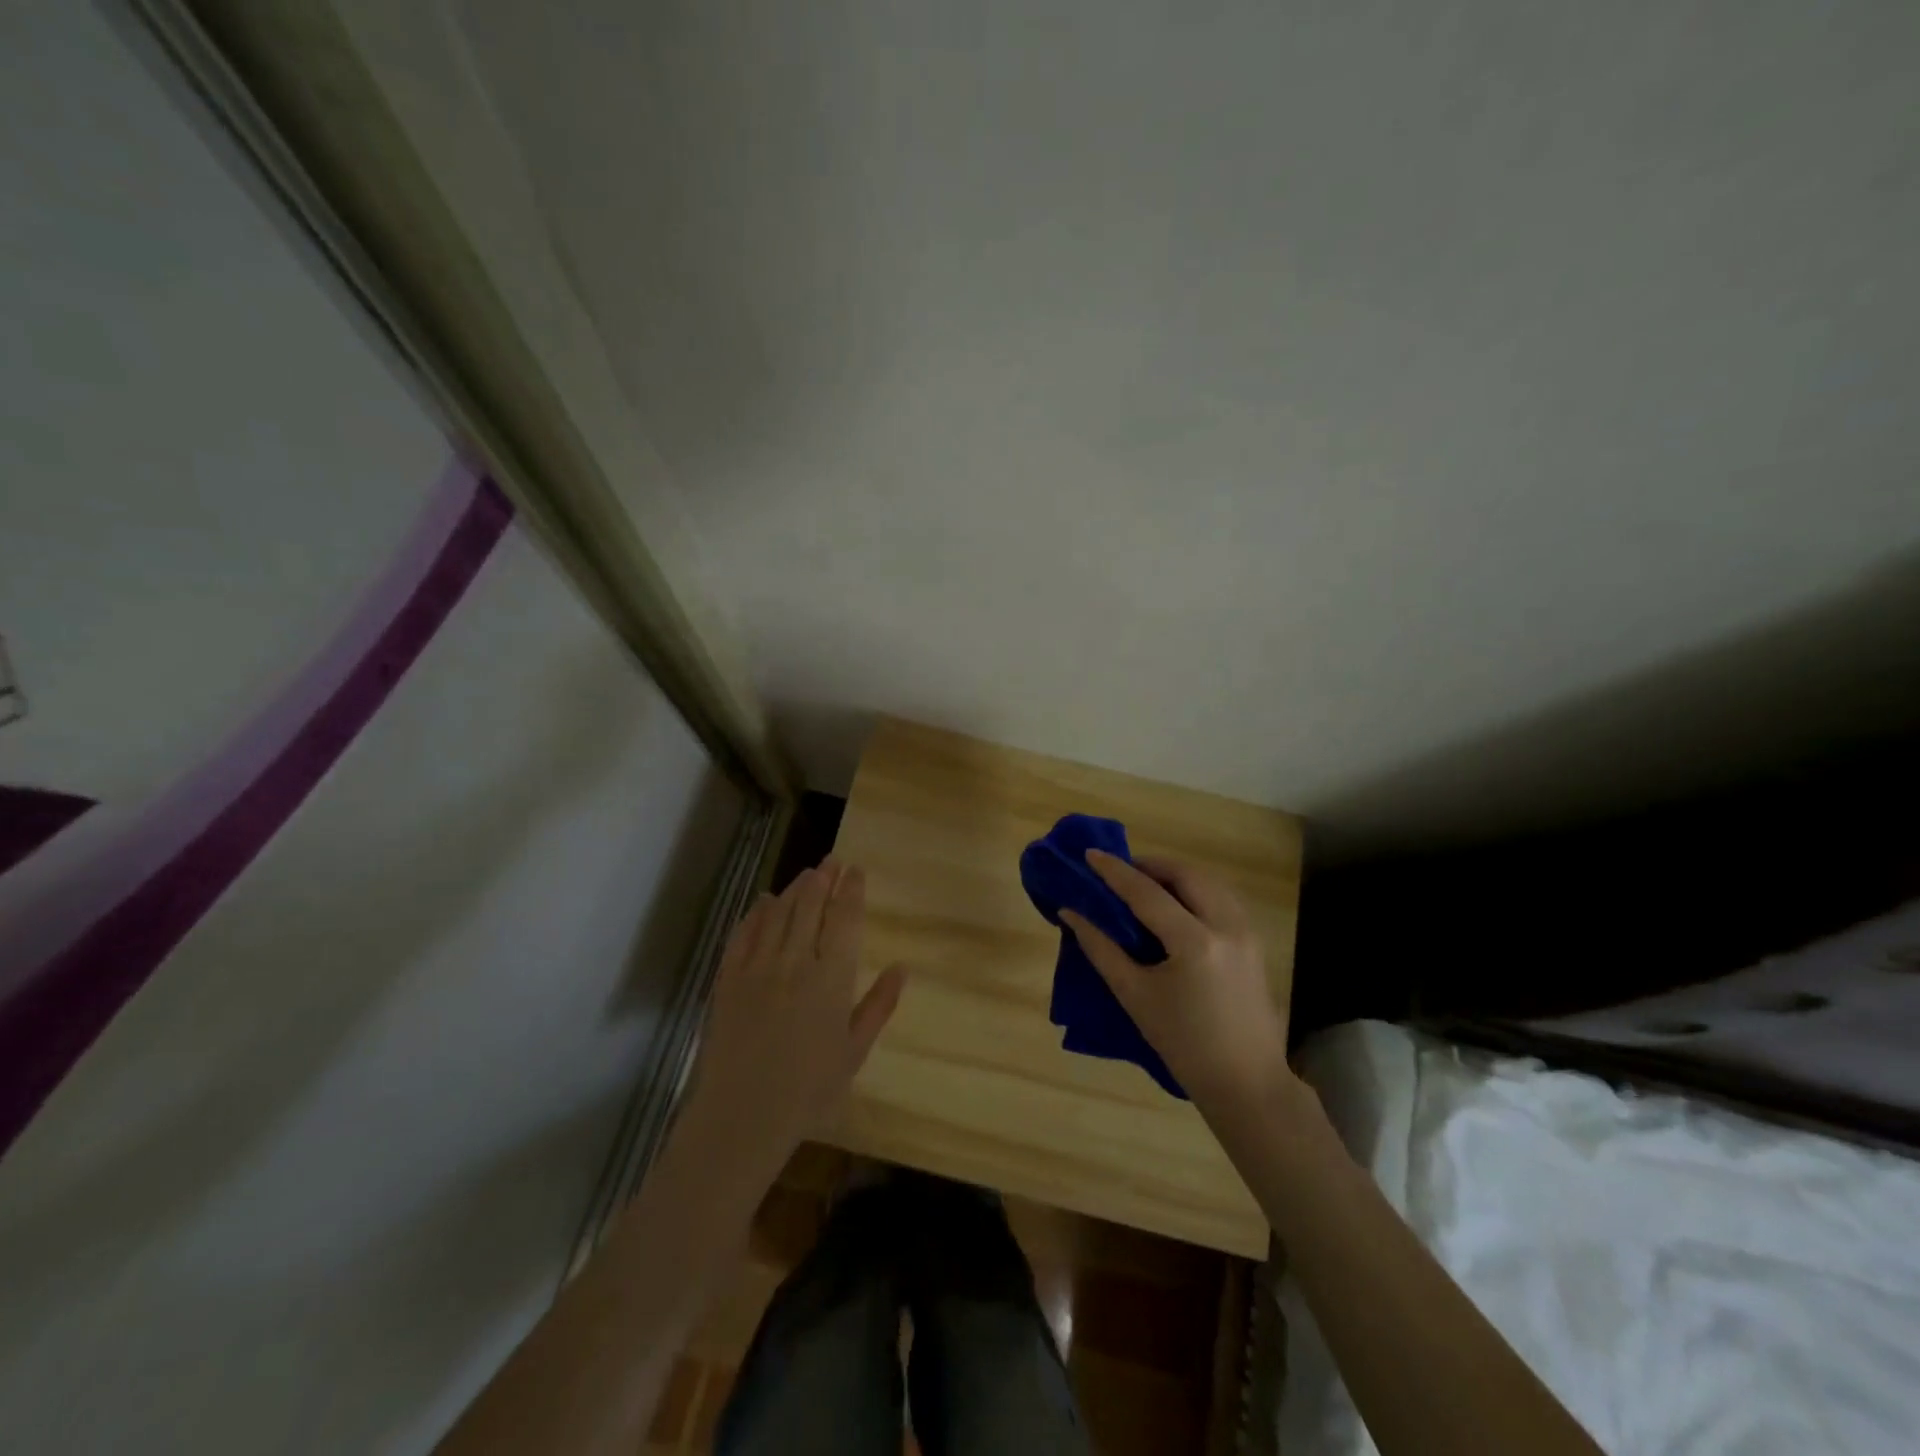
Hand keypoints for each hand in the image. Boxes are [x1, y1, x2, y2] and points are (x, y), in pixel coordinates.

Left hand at [683, 859, 905, 1185]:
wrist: (743, 1115)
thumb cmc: (809, 1089)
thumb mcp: (855, 1050)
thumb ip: (879, 1004)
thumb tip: (902, 967)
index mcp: (832, 977)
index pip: (844, 919)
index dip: (851, 890)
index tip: (856, 870)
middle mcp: (796, 961)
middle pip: (811, 906)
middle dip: (824, 878)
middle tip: (832, 860)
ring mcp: (758, 967)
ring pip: (778, 913)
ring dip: (794, 889)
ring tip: (806, 874)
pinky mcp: (728, 979)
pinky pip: (743, 934)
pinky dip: (755, 913)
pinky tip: (762, 902)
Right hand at [1060, 852, 1292, 1114]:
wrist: (1245, 1083)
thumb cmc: (1183, 1045)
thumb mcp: (1135, 996)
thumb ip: (1101, 949)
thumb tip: (1071, 914)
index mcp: (1195, 943)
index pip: (1147, 893)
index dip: (1115, 872)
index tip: (1090, 854)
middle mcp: (1226, 927)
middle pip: (1185, 875)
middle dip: (1150, 866)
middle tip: (1120, 872)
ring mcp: (1247, 932)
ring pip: (1209, 882)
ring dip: (1175, 875)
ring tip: (1145, 883)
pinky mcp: (1256, 942)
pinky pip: (1223, 898)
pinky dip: (1196, 890)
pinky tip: (1177, 904)